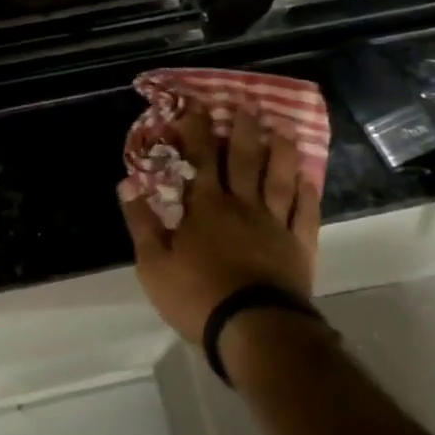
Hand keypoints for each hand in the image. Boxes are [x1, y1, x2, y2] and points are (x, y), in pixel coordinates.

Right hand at [117, 106, 320, 342]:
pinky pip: (305, 213)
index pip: (201, 158)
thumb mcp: (153, 263)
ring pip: (279, 179)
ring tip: (284, 129)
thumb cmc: (197, 296)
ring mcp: (274, 225)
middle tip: (248, 105)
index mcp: (206, 207)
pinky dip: (307, 194)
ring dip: (280, 152)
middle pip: (244, 160)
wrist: (253, 330)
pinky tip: (309, 178)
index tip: (197, 104)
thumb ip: (141, 222)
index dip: (198, 129)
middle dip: (243, 130)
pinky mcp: (298, 247)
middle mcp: (242, 206)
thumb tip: (126, 183)